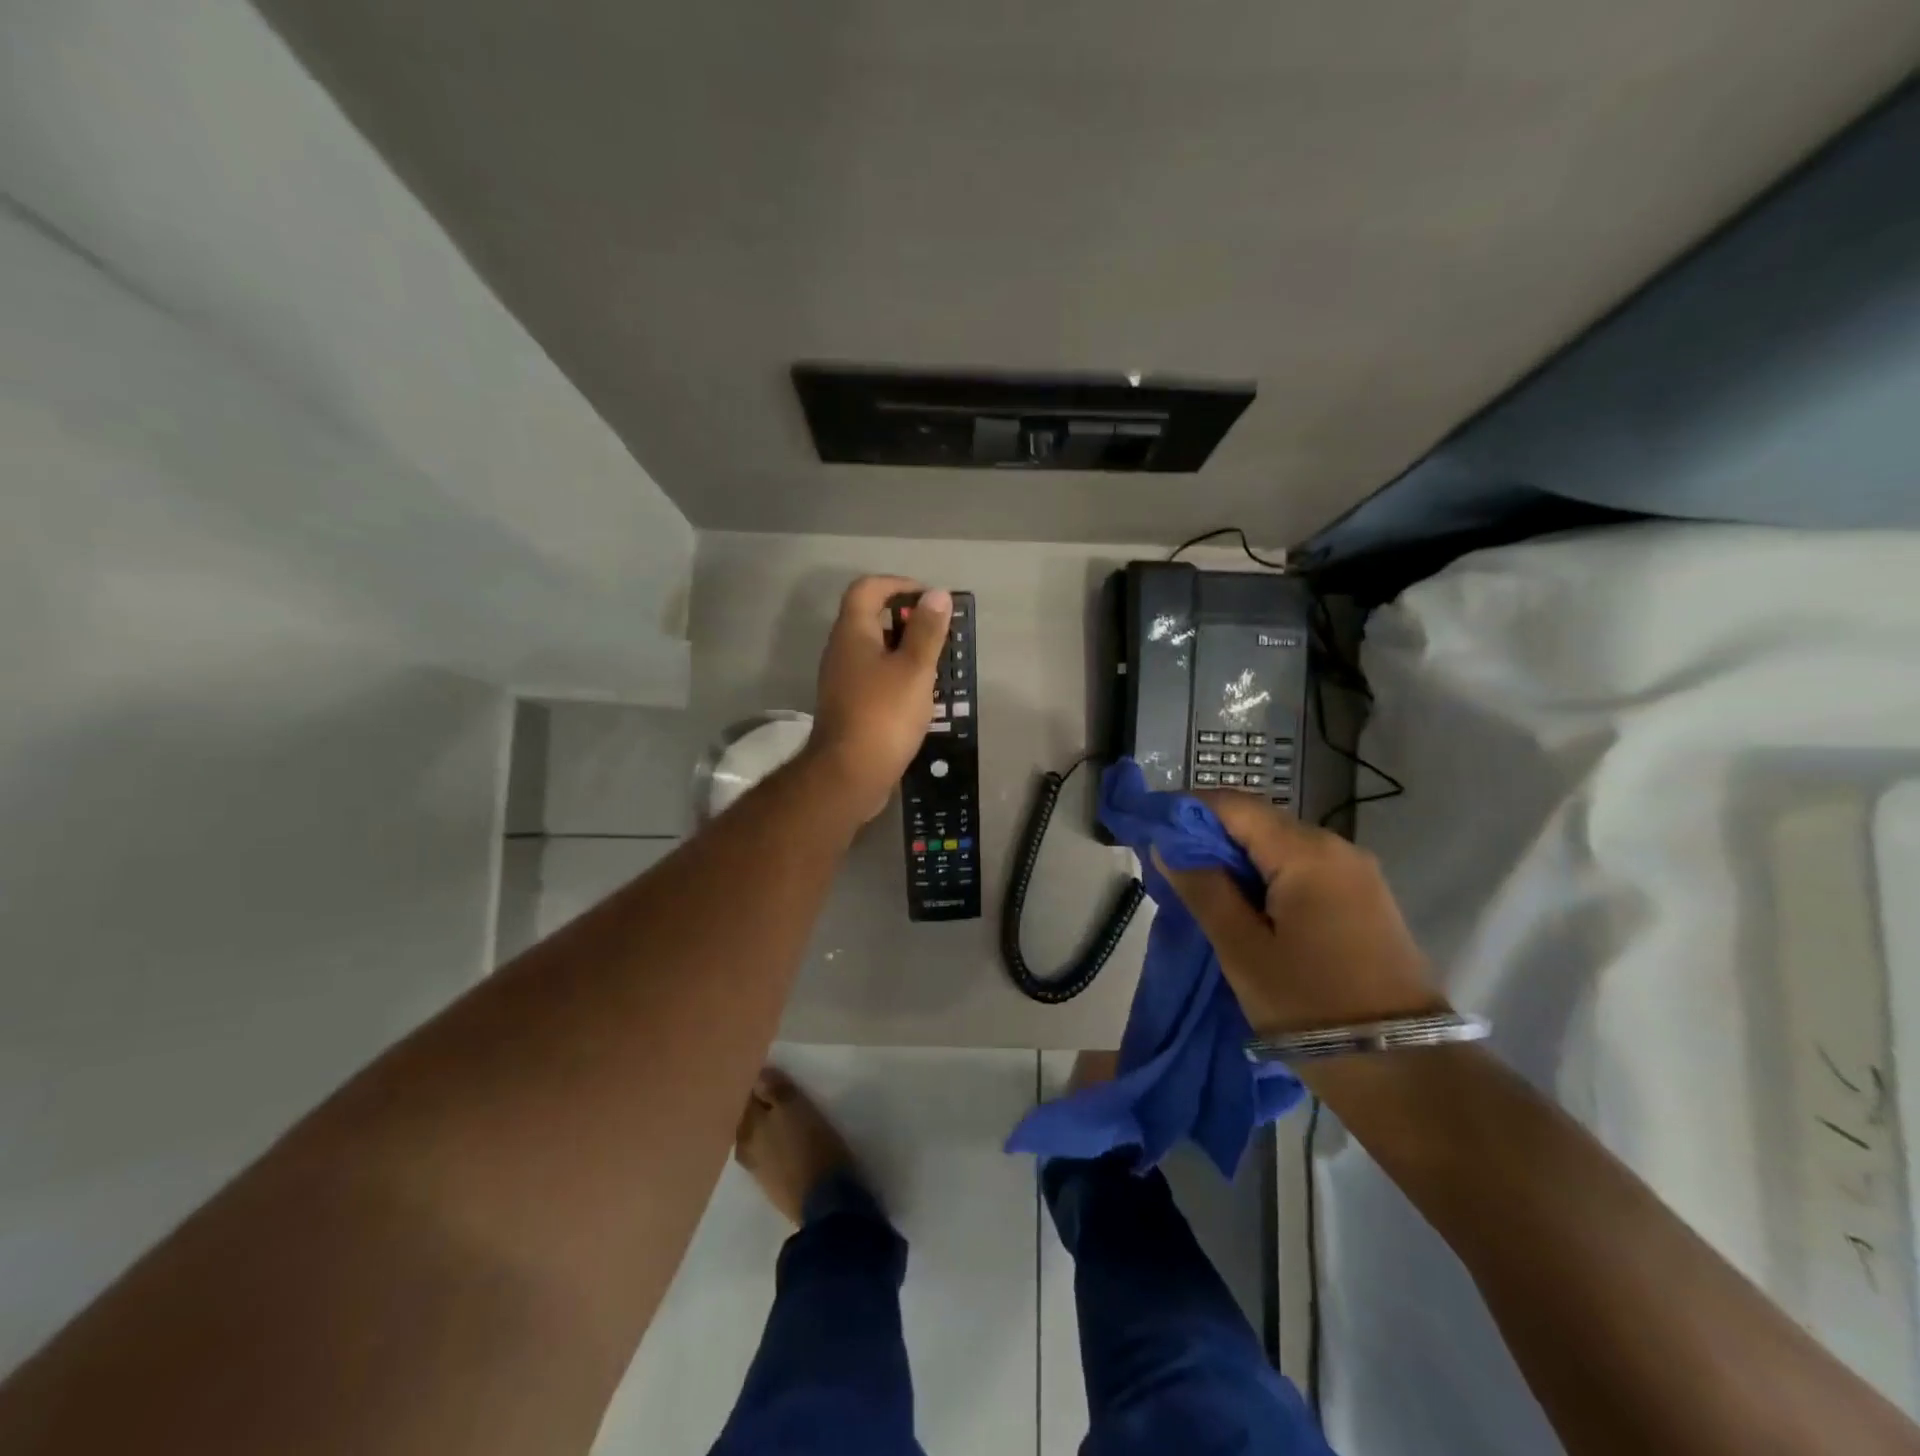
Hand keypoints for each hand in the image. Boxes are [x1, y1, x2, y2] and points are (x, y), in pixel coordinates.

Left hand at [803, 576, 950, 821]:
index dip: (899, 585)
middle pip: (872, 619)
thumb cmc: (884, 714)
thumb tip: (936, 595)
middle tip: (941, 635)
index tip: (930, 600)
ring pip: (876, 652)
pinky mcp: (849, 706)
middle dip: (908, 621)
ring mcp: (842, 681)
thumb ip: (927, 630)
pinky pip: (876, 678)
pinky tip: (922, 697)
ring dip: (906, 652)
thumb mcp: (914, 669)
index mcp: (852, 633)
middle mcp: (841, 651)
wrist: (849, 774)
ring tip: (939, 666)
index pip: (868, 588)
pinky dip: (899, 677)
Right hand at [1157, 792, 1443, 1034]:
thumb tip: (1167, 845)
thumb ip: (1202, 888)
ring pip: (1280, 846)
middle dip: (1211, 837)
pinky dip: (1268, 876)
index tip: (1153, 832)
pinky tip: (1247, 906)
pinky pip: (1304, 868)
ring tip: (1203, 891)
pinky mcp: (1365, 898)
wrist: (1405, 1071)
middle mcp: (1337, 847)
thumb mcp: (1242, 949)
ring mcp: (1357, 872)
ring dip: (1238, 859)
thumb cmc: (1310, 1005)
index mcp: (1306, 852)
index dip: (1187, 811)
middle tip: (1171, 868)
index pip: (1234, 805)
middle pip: (1259, 821)